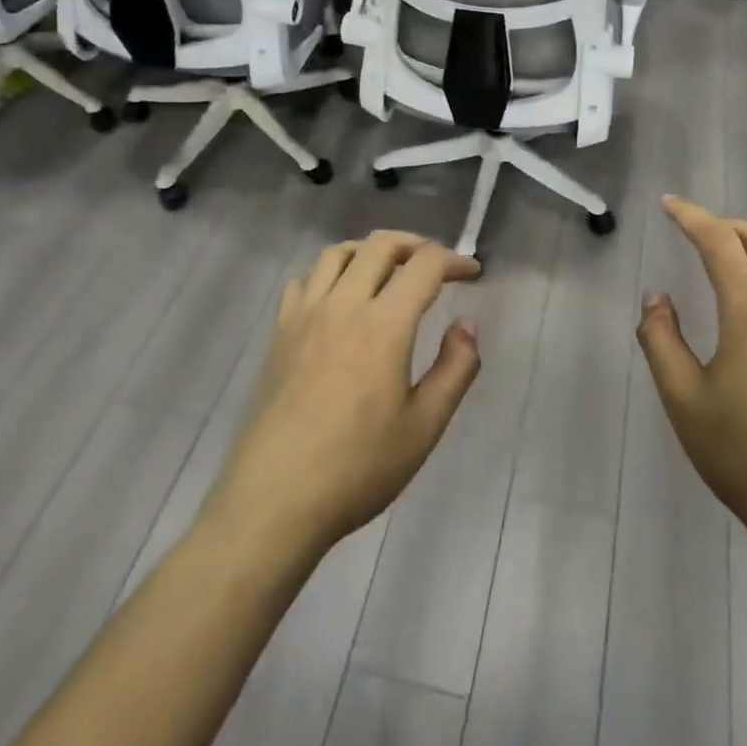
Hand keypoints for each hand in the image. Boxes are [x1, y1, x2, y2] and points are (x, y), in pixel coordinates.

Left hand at [206, 232, 481, 554]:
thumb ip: (455, 369)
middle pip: (380, 245)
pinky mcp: (279, 334)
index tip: (473, 273)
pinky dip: (329, 273)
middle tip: (436, 265)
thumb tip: (466, 325)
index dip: (454, 260)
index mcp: (383, 325)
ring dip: (371, 251)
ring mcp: (304, 316)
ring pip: (338, 253)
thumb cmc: (357, 468)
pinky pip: (304, 280)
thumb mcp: (424, 427)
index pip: (424, 266)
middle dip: (416, 243)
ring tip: (390, 271)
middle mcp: (342, 306)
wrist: (273, 502)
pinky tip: (339, 298)